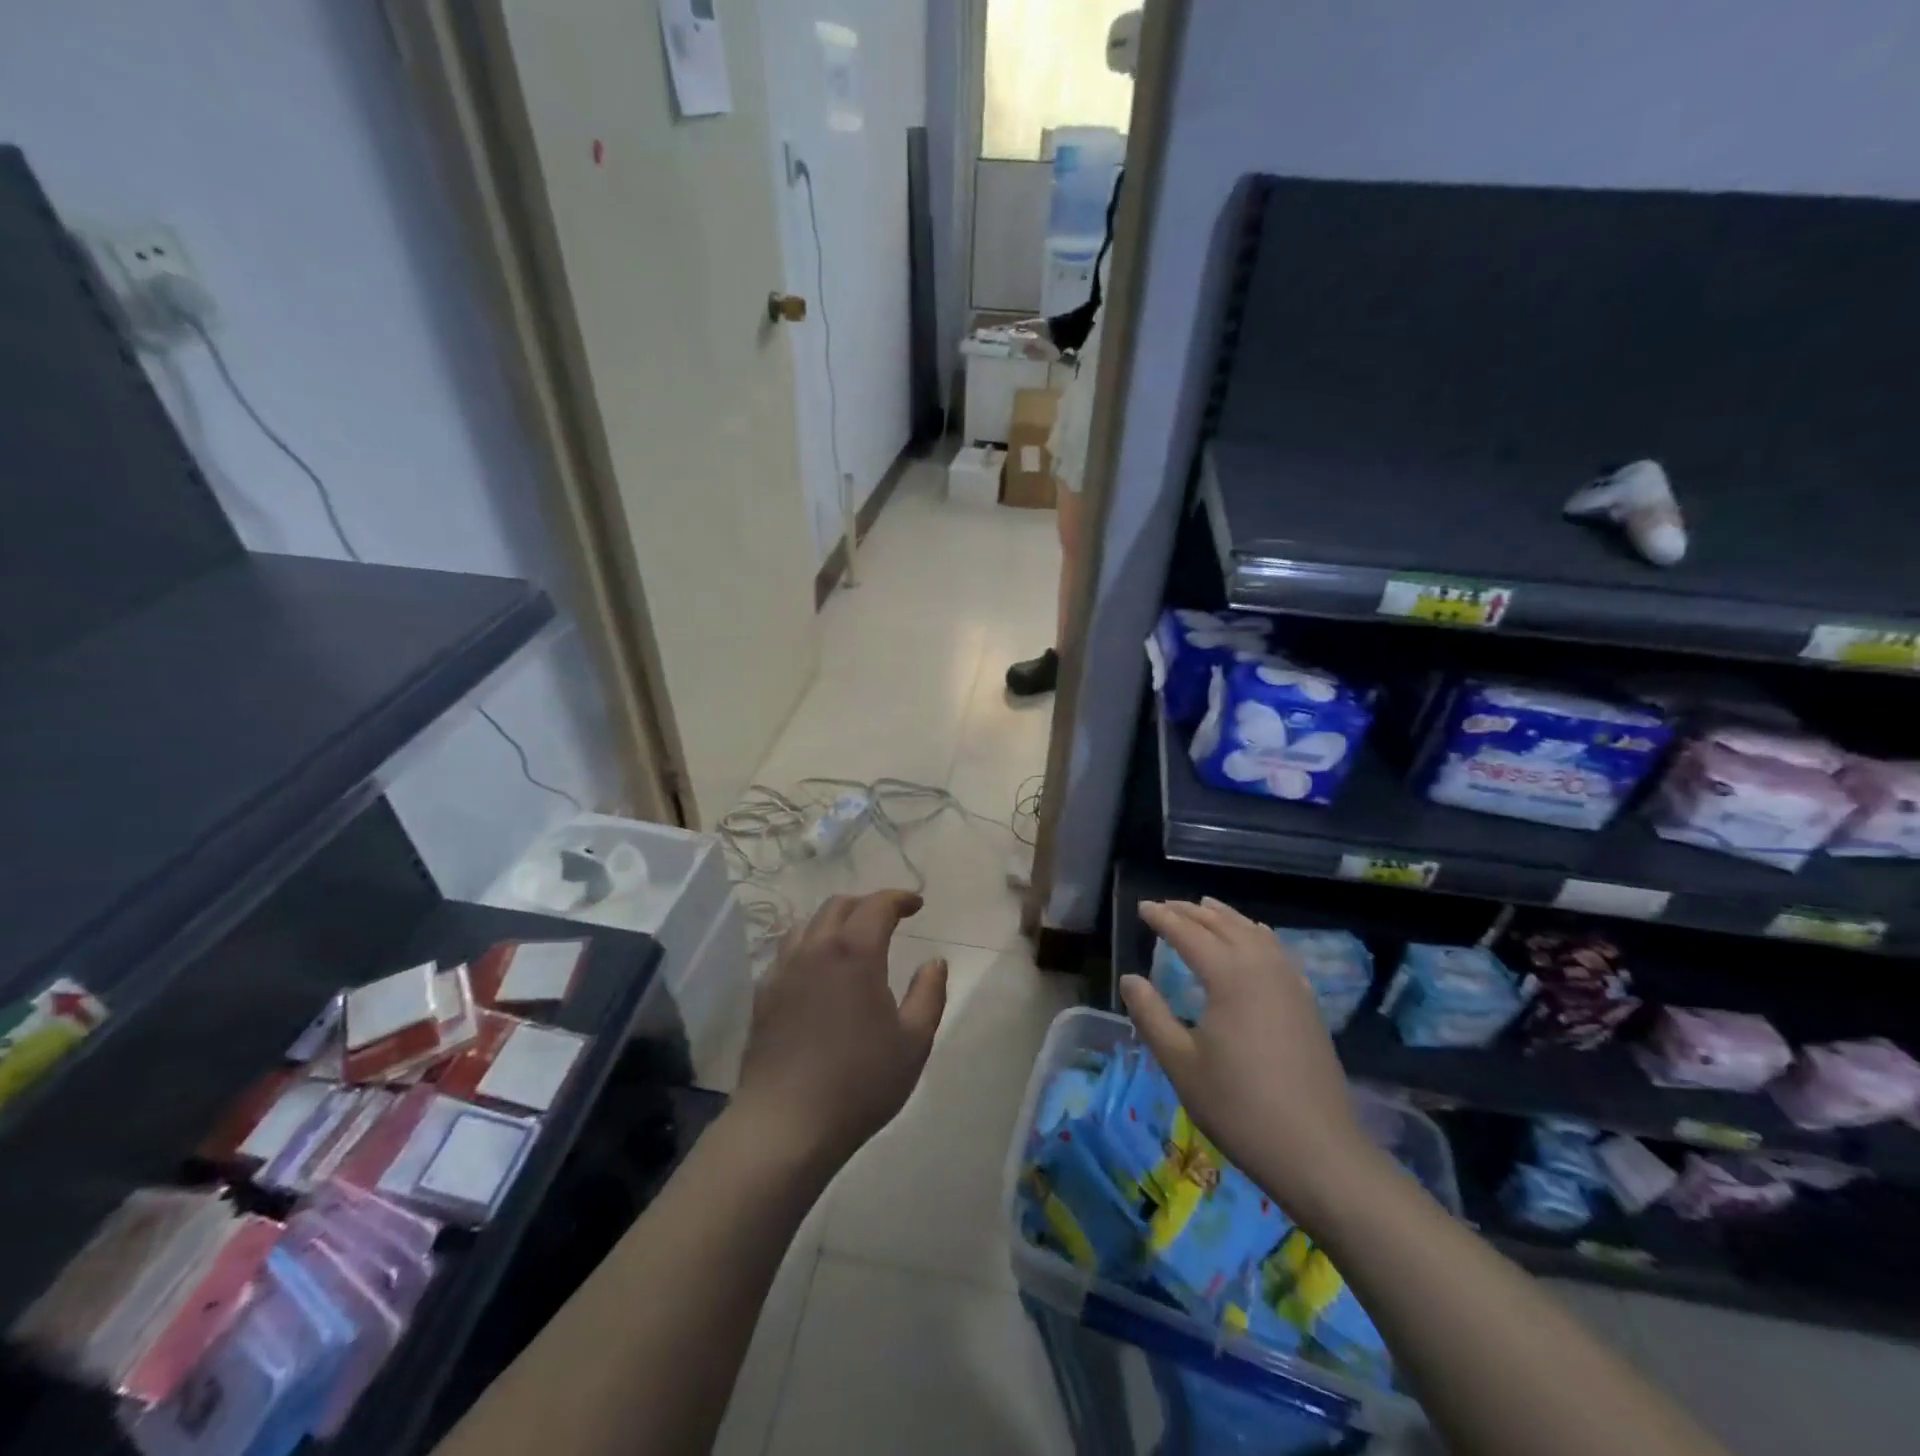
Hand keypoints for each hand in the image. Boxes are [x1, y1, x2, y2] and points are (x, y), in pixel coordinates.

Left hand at [734, 891, 947, 1168]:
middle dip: (867, 904)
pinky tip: (817, 971)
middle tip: (888, 918)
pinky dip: (809, 945)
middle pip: (839, 905)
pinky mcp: (764, 995)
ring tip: (852, 939)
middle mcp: (815, 949)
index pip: (877, 905)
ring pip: (808, 924)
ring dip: (835, 920)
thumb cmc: (859, 1081)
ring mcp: (783, 971)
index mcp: (854, 953)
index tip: (917, 905)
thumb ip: (929, 993)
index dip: (899, 898)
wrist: (786, 1124)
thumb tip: (935, 961)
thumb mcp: (914, 1041)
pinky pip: (787, 952)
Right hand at [1121, 899, 1377, 1220]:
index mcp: (1229, 976)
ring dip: (1226, 918)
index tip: (1142, 906)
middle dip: (1192, 912)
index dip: (1163, 918)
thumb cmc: (1239, 1107)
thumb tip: (1130, 978)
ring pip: (1254, 933)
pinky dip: (1257, 936)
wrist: (1317, 1152)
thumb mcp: (1181, 1063)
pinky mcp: (1307, 1004)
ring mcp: (1291, 984)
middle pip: (1223, 925)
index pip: (1189, 934)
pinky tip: (1255, 941)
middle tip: (1166, 905)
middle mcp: (1262, 967)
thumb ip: (1151, 1015)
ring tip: (1206, 908)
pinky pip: (1277, 952)